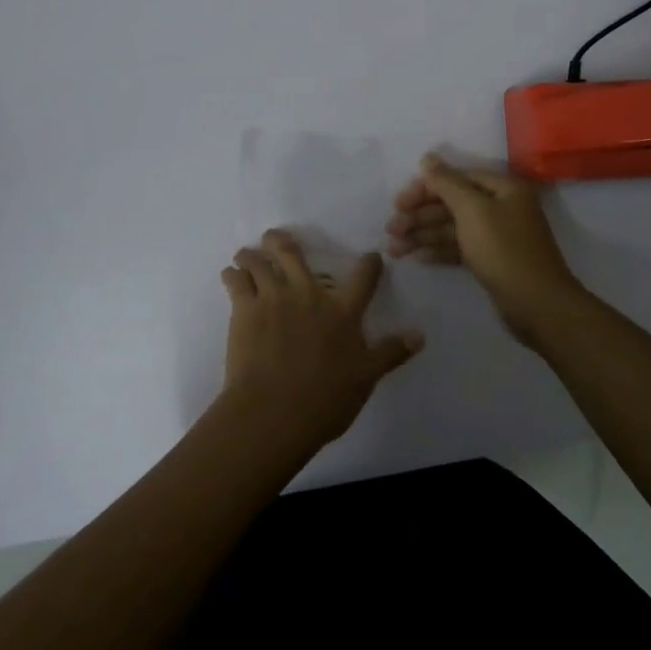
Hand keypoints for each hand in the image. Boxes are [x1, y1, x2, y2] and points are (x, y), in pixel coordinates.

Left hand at [217, 230, 424, 458]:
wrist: (275, 411)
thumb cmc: (325, 399)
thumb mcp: (366, 378)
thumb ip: (391, 352)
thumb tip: (420, 335)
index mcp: (342, 310)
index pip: (363, 277)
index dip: (370, 264)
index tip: (371, 257)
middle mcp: (307, 294)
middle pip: (293, 253)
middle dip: (282, 241)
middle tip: (275, 238)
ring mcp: (273, 298)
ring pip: (259, 262)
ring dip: (251, 255)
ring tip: (245, 255)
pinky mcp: (244, 310)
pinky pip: (235, 282)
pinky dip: (231, 275)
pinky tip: (230, 276)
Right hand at [386, 153, 584, 344]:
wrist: (538, 305)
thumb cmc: (504, 250)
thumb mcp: (473, 210)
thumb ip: (447, 183)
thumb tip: (428, 157)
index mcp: (502, 188)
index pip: (456, 178)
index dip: (425, 188)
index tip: (398, 203)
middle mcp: (501, 206)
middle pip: (452, 203)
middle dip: (420, 215)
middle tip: (391, 230)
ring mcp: (497, 234)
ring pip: (453, 227)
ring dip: (424, 235)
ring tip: (394, 249)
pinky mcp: (492, 259)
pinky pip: (460, 247)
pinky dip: (440, 250)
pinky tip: (418, 258)